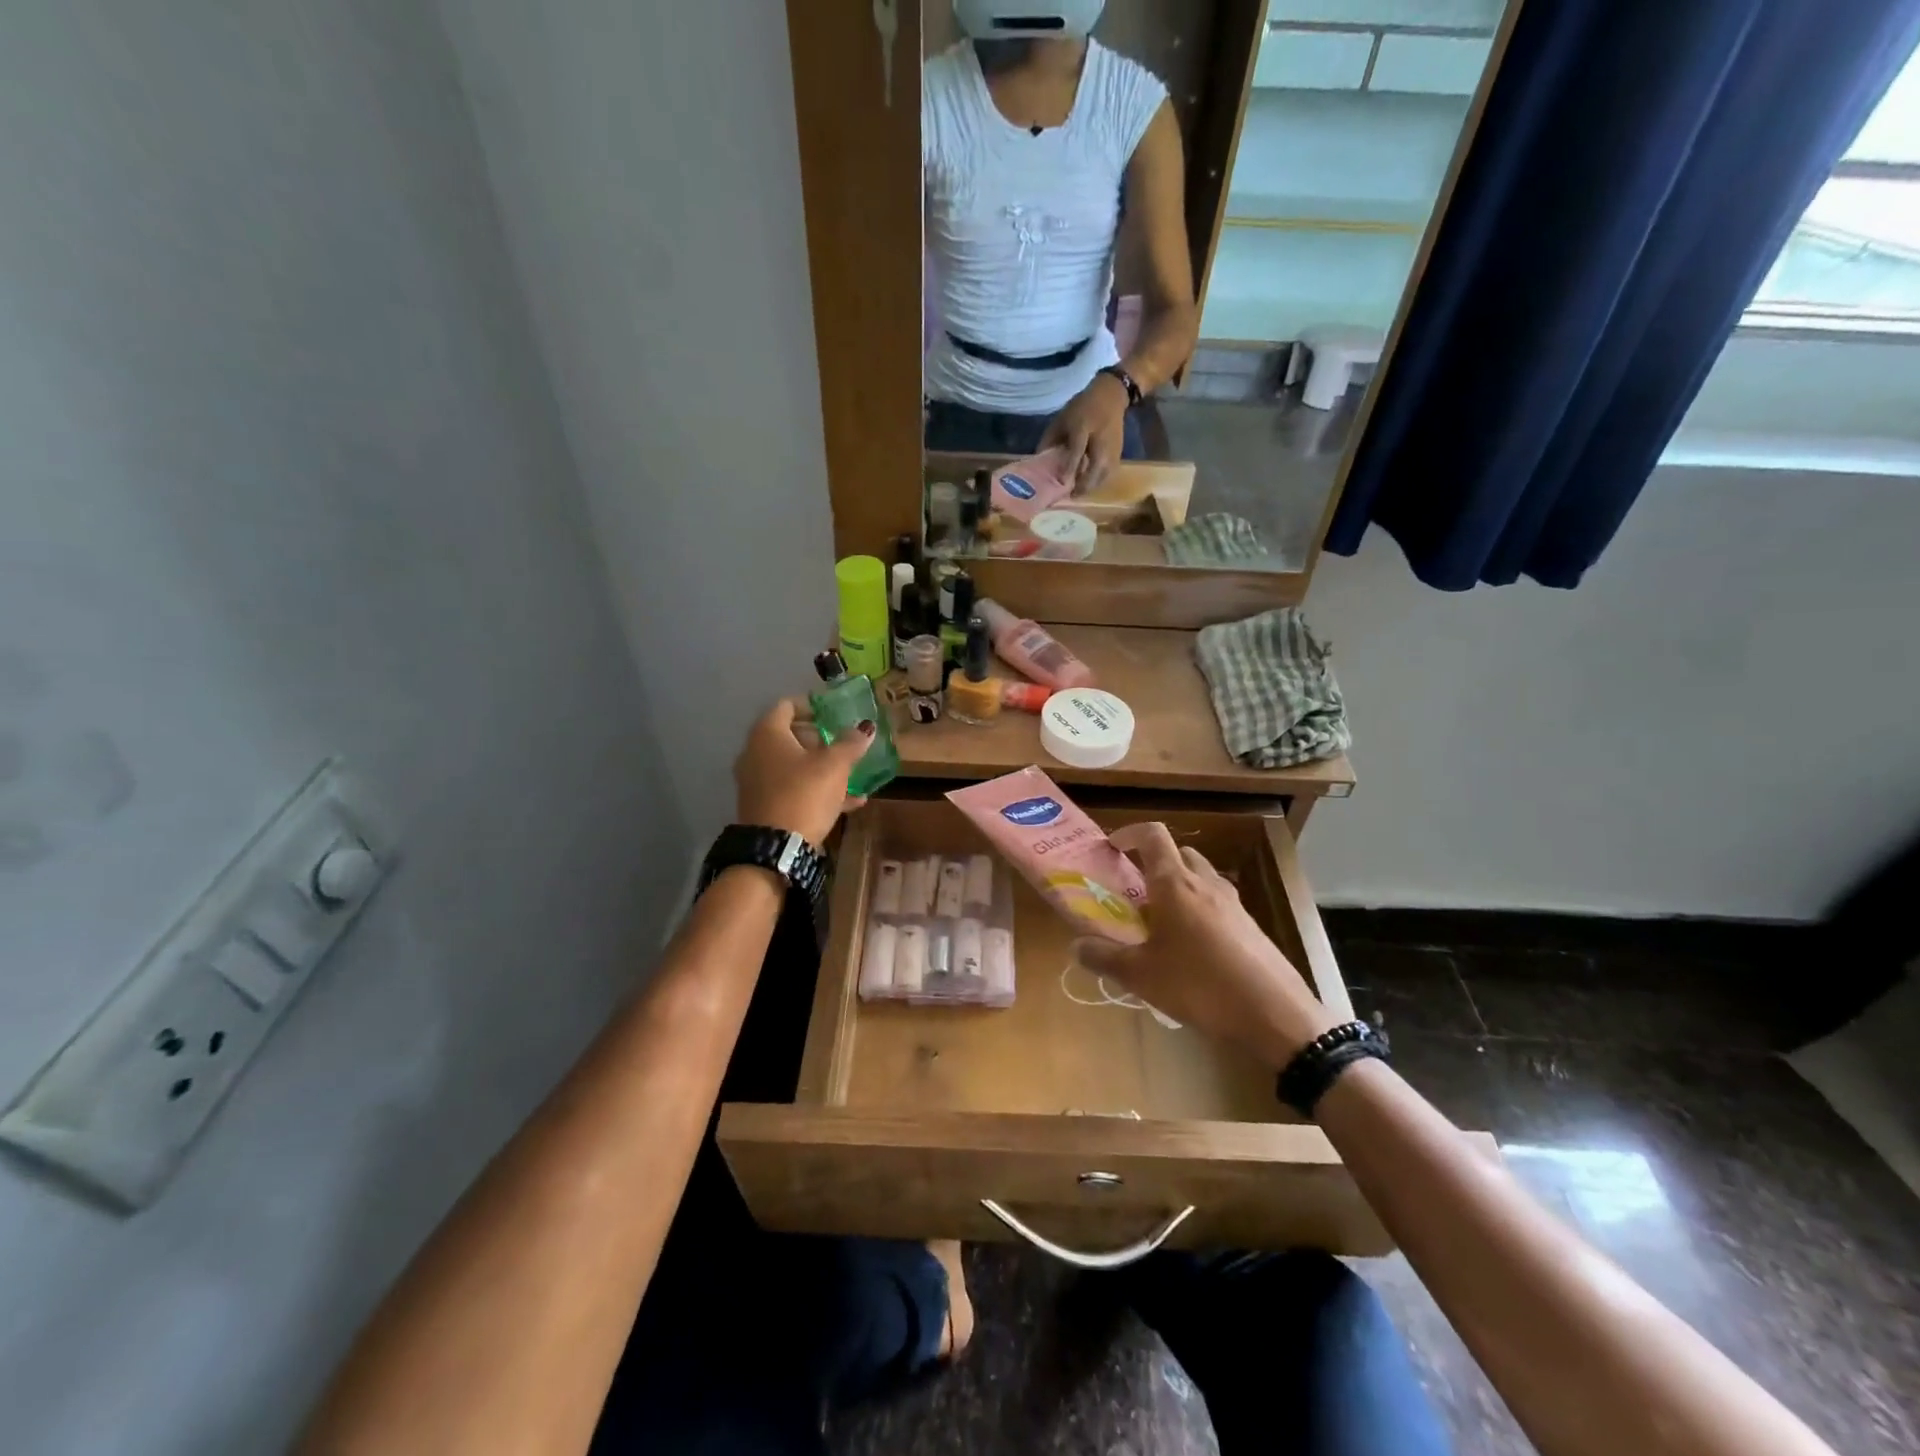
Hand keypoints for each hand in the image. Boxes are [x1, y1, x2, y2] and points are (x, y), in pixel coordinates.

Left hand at [733, 698, 873, 846]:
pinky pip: (792, 789)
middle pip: (788, 736)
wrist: (776, 849)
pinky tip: (847, 803)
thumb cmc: (804, 794)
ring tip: (850, 775)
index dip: (813, 706)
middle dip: (818, 739)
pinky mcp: (763, 806)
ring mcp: (756, 781)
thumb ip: (850, 743)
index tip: (835, 714)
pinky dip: (815, 790)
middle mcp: (754, 753)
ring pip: (792, 766)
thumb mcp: (835, 766)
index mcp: (768, 734)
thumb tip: (865, 727)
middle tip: (843, 744)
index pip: (787, 706)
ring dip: (820, 767)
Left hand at [1040, 372, 1129, 492]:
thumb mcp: (1062, 418)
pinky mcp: (1118, 453)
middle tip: (1070, 496)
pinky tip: (1089, 485)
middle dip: (1084, 484)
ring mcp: (1113, 447)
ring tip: (1078, 493)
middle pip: (1096, 467)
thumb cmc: (1082, 407)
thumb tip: (1038, 459)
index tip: (1062, 482)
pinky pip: (1109, 474)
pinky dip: (1098, 482)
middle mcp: (1101, 439)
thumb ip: (1050, 439)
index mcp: (1084, 426)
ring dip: (1091, 486)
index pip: (1078, 450)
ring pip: (1104, 474)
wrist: (1111, 396)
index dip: (1070, 467)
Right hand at [1072, 823, 1341, 1068]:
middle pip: (1179, 853)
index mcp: (1175, 884)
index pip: (1153, 836)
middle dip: (1154, 862)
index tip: (1113, 847)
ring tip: (1160, 920)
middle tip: (1134, 889)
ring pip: (1200, 877)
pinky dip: (1199, 909)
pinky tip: (1191, 948)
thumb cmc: (1199, 984)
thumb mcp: (1141, 975)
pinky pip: (1217, 903)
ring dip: (1178, 886)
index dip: (1130, 833)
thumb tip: (1076, 946)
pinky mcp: (1250, 925)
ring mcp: (1232, 903)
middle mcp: (1205, 883)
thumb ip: (1104, 957)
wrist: (1274, 1013)